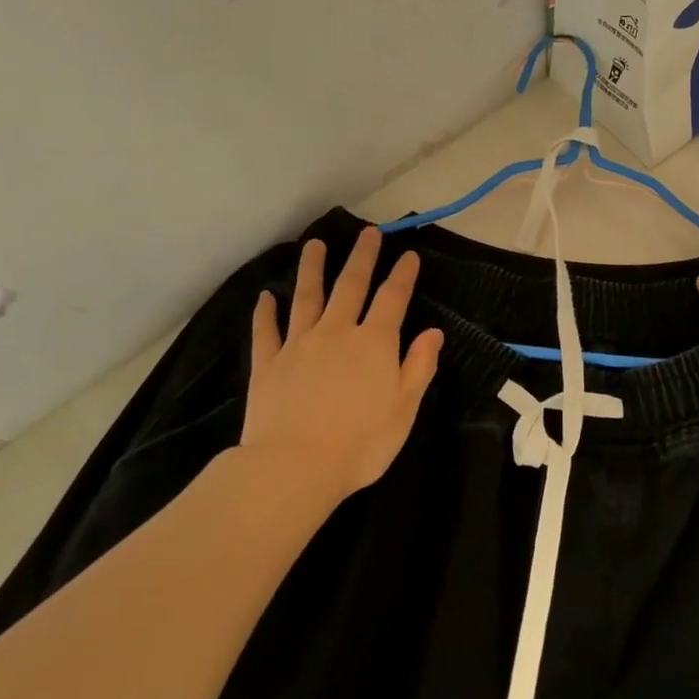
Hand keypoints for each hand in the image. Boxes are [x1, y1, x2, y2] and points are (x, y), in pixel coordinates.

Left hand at [242, 227, 442, 497]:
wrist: (295, 466)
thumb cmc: (361, 443)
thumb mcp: (404, 408)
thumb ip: (419, 366)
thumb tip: (433, 332)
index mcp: (374, 343)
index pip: (392, 299)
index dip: (402, 275)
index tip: (409, 254)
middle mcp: (336, 332)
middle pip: (350, 285)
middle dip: (362, 257)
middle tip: (368, 233)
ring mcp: (298, 345)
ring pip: (307, 297)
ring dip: (312, 269)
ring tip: (314, 245)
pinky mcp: (268, 363)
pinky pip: (266, 330)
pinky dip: (265, 311)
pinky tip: (265, 296)